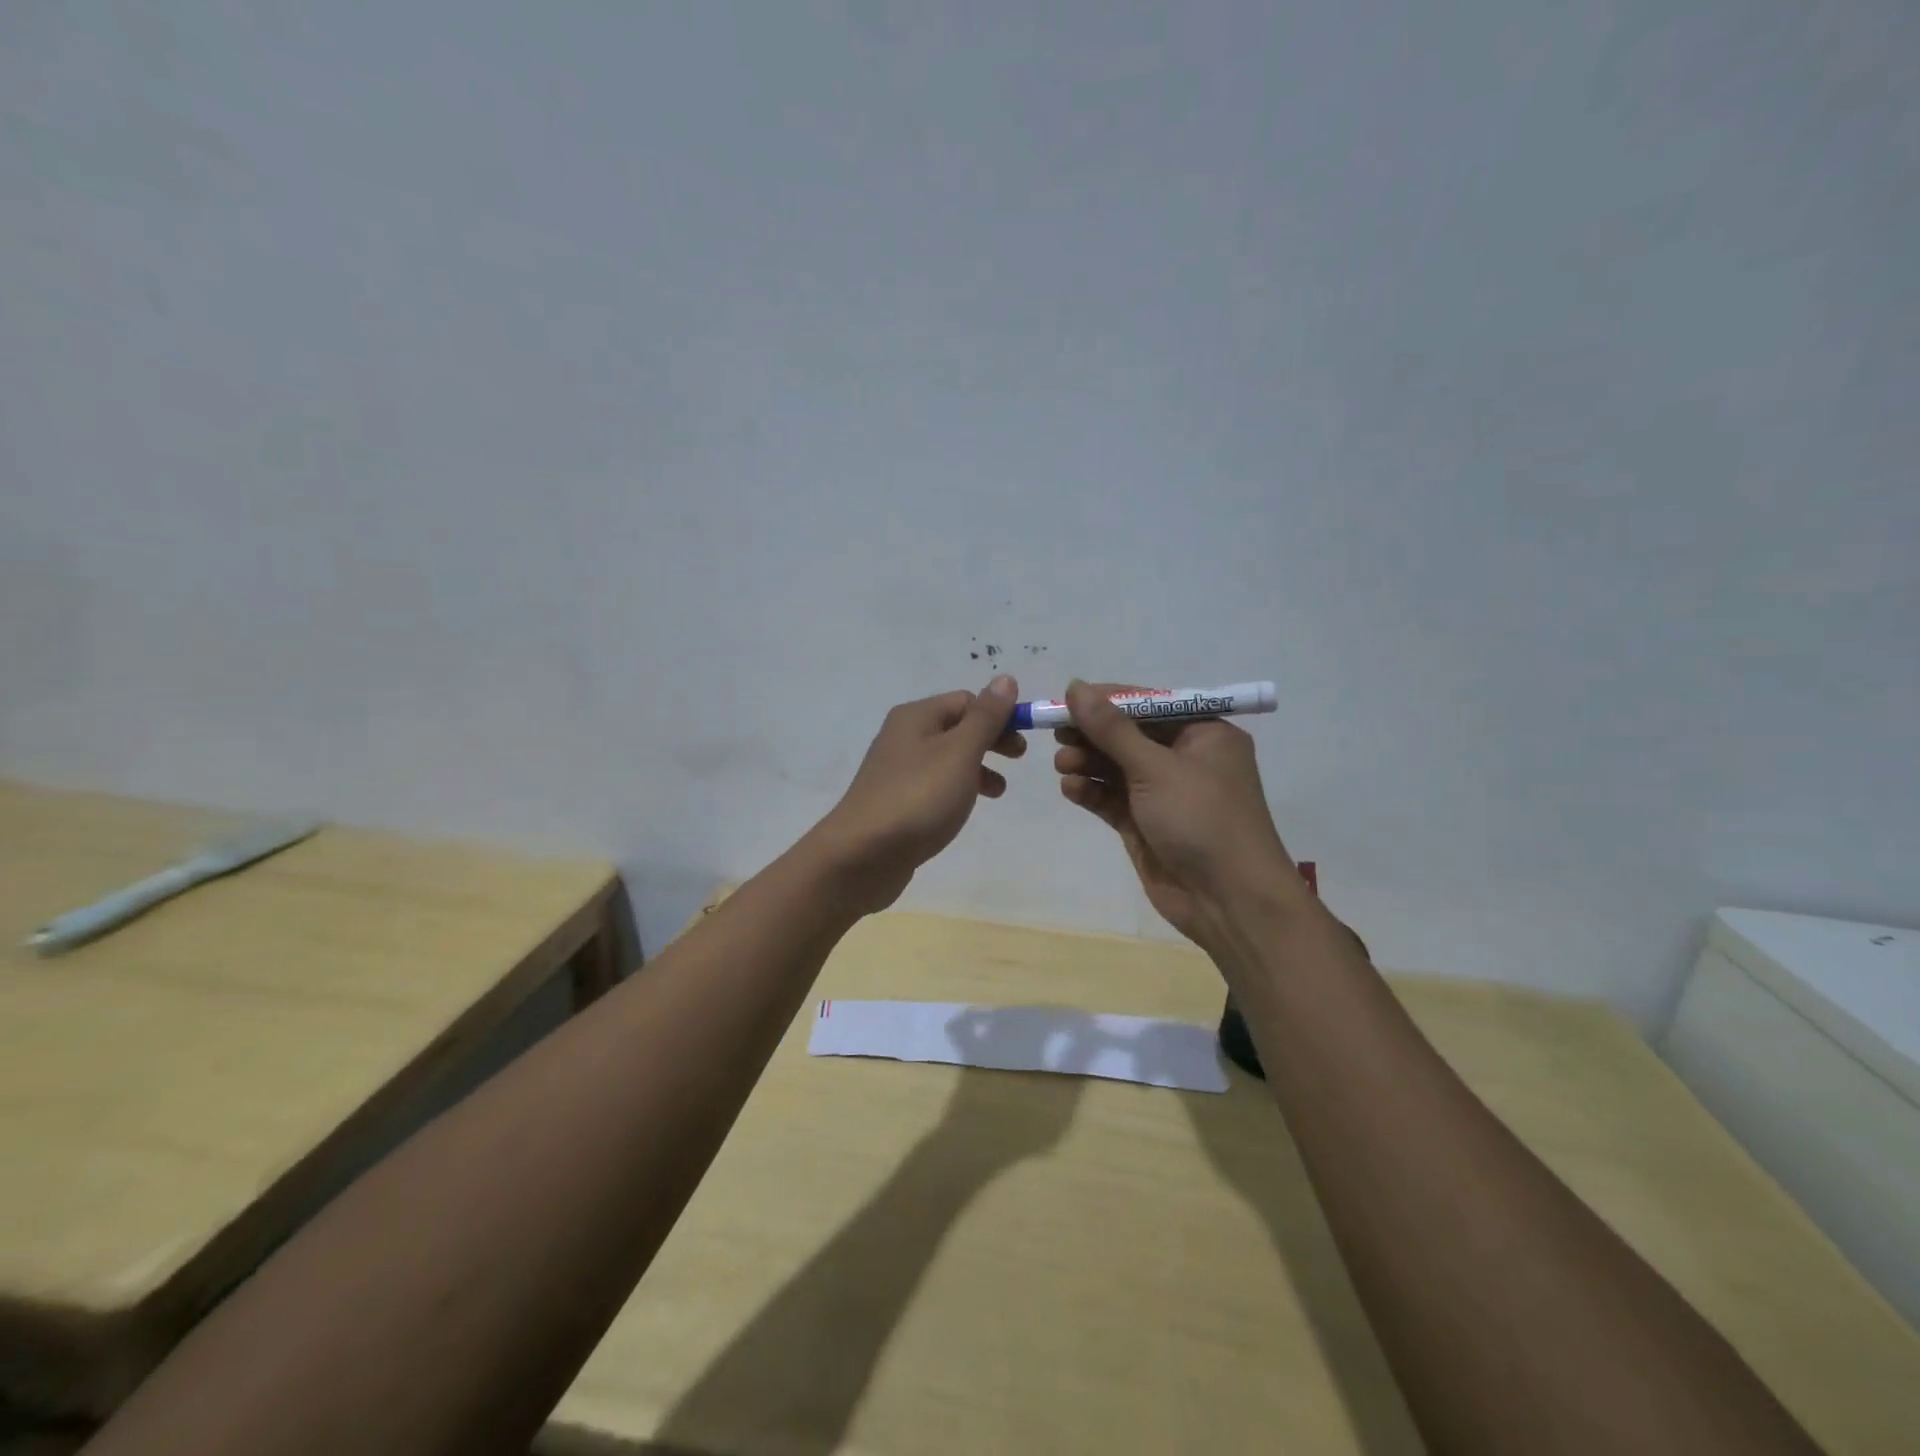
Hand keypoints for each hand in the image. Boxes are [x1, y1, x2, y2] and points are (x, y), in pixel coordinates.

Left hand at [809, 676, 1023, 912]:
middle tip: (1019, 760)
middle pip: (957, 727)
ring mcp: (897, 770)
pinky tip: (965, 809)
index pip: (967, 701)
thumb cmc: (918, 798)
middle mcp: (903, 736)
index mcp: (916, 716)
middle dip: (991, 740)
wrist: (862, 855)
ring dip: (978, 767)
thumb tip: (1005, 679)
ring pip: (947, 758)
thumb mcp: (960, 753)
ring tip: (998, 791)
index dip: (999, 715)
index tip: (1025, 739)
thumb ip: (986, 718)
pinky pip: (934, 785)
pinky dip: (957, 789)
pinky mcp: (896, 801)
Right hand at [1052, 679, 1300, 947]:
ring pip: (1117, 768)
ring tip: (1062, 765)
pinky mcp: (1146, 825)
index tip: (1066, 700)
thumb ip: (1111, 729)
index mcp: (1204, 734)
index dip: (1107, 701)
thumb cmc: (1202, 819)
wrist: (1228, 901)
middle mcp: (1185, 759)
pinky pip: (1112, 799)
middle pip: (1129, 735)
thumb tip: (1075, 686)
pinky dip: (1092, 792)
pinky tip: (1071, 789)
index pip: (1148, 704)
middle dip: (1093, 734)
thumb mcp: (1156, 767)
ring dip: (1088, 763)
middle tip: (1056, 733)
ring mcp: (1165, 794)